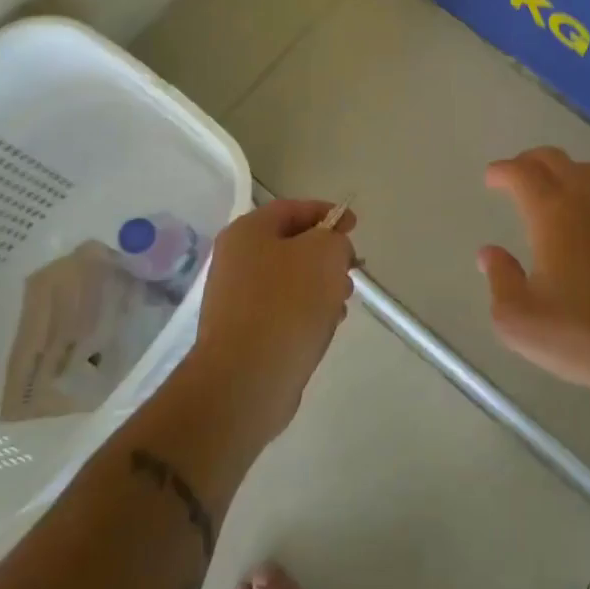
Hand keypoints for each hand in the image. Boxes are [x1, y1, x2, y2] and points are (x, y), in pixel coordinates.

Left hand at [191, 199, 356, 438]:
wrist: (246, 379)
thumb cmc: (287, 304)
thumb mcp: (325, 254)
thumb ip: (335, 239)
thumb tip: (331, 249)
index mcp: (247, 232)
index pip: (292, 209)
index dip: (327, 213)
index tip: (354, 226)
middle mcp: (235, 260)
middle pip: (290, 246)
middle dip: (326, 255)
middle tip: (351, 269)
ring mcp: (235, 299)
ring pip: (288, 281)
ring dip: (320, 287)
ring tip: (341, 304)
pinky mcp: (241, 334)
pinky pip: (281, 311)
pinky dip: (305, 314)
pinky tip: (324, 328)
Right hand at [480, 147, 589, 404]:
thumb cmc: (578, 333)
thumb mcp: (518, 318)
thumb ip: (500, 279)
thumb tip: (490, 253)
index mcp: (552, 215)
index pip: (524, 174)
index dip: (504, 170)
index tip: (492, 177)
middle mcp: (587, 204)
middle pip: (558, 161)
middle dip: (532, 160)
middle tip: (517, 173)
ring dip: (566, 170)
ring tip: (554, 187)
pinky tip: (589, 222)